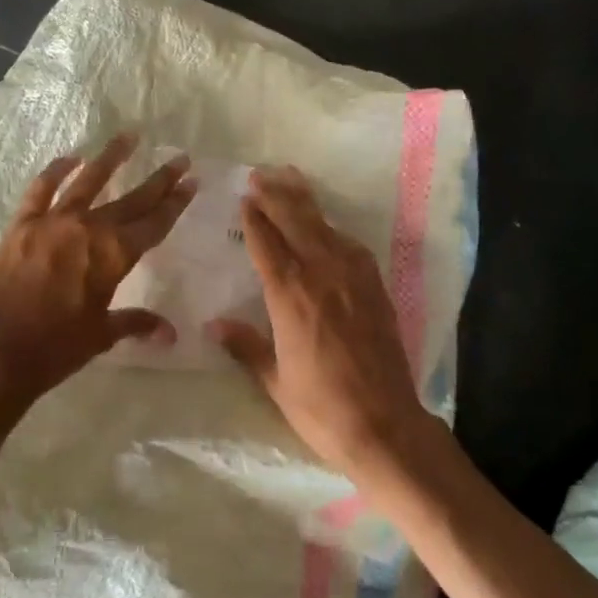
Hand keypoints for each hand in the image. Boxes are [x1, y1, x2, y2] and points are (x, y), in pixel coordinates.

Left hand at [0, 135, 195, 408]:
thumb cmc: (56, 348)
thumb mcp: (102, 335)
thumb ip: (136, 323)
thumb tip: (170, 334)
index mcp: (115, 255)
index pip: (154, 222)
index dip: (175, 203)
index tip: (191, 181)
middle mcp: (90, 228)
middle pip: (132, 199)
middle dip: (159, 179)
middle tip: (180, 158)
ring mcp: (54, 221)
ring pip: (89, 181)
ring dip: (111, 158)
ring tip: (129, 136)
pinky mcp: (23, 224)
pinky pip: (42, 189)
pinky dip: (57, 171)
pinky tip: (71, 158)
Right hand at [208, 167, 431, 477]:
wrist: (385, 423)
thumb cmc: (321, 407)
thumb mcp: (275, 380)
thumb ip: (245, 346)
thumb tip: (213, 326)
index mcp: (290, 296)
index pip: (266, 244)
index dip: (255, 218)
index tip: (244, 197)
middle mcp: (321, 275)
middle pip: (296, 222)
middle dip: (277, 195)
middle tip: (260, 174)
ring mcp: (353, 277)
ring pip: (324, 226)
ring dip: (305, 201)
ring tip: (290, 178)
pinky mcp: (375, 286)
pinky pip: (350, 245)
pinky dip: (332, 228)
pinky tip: (326, 225)